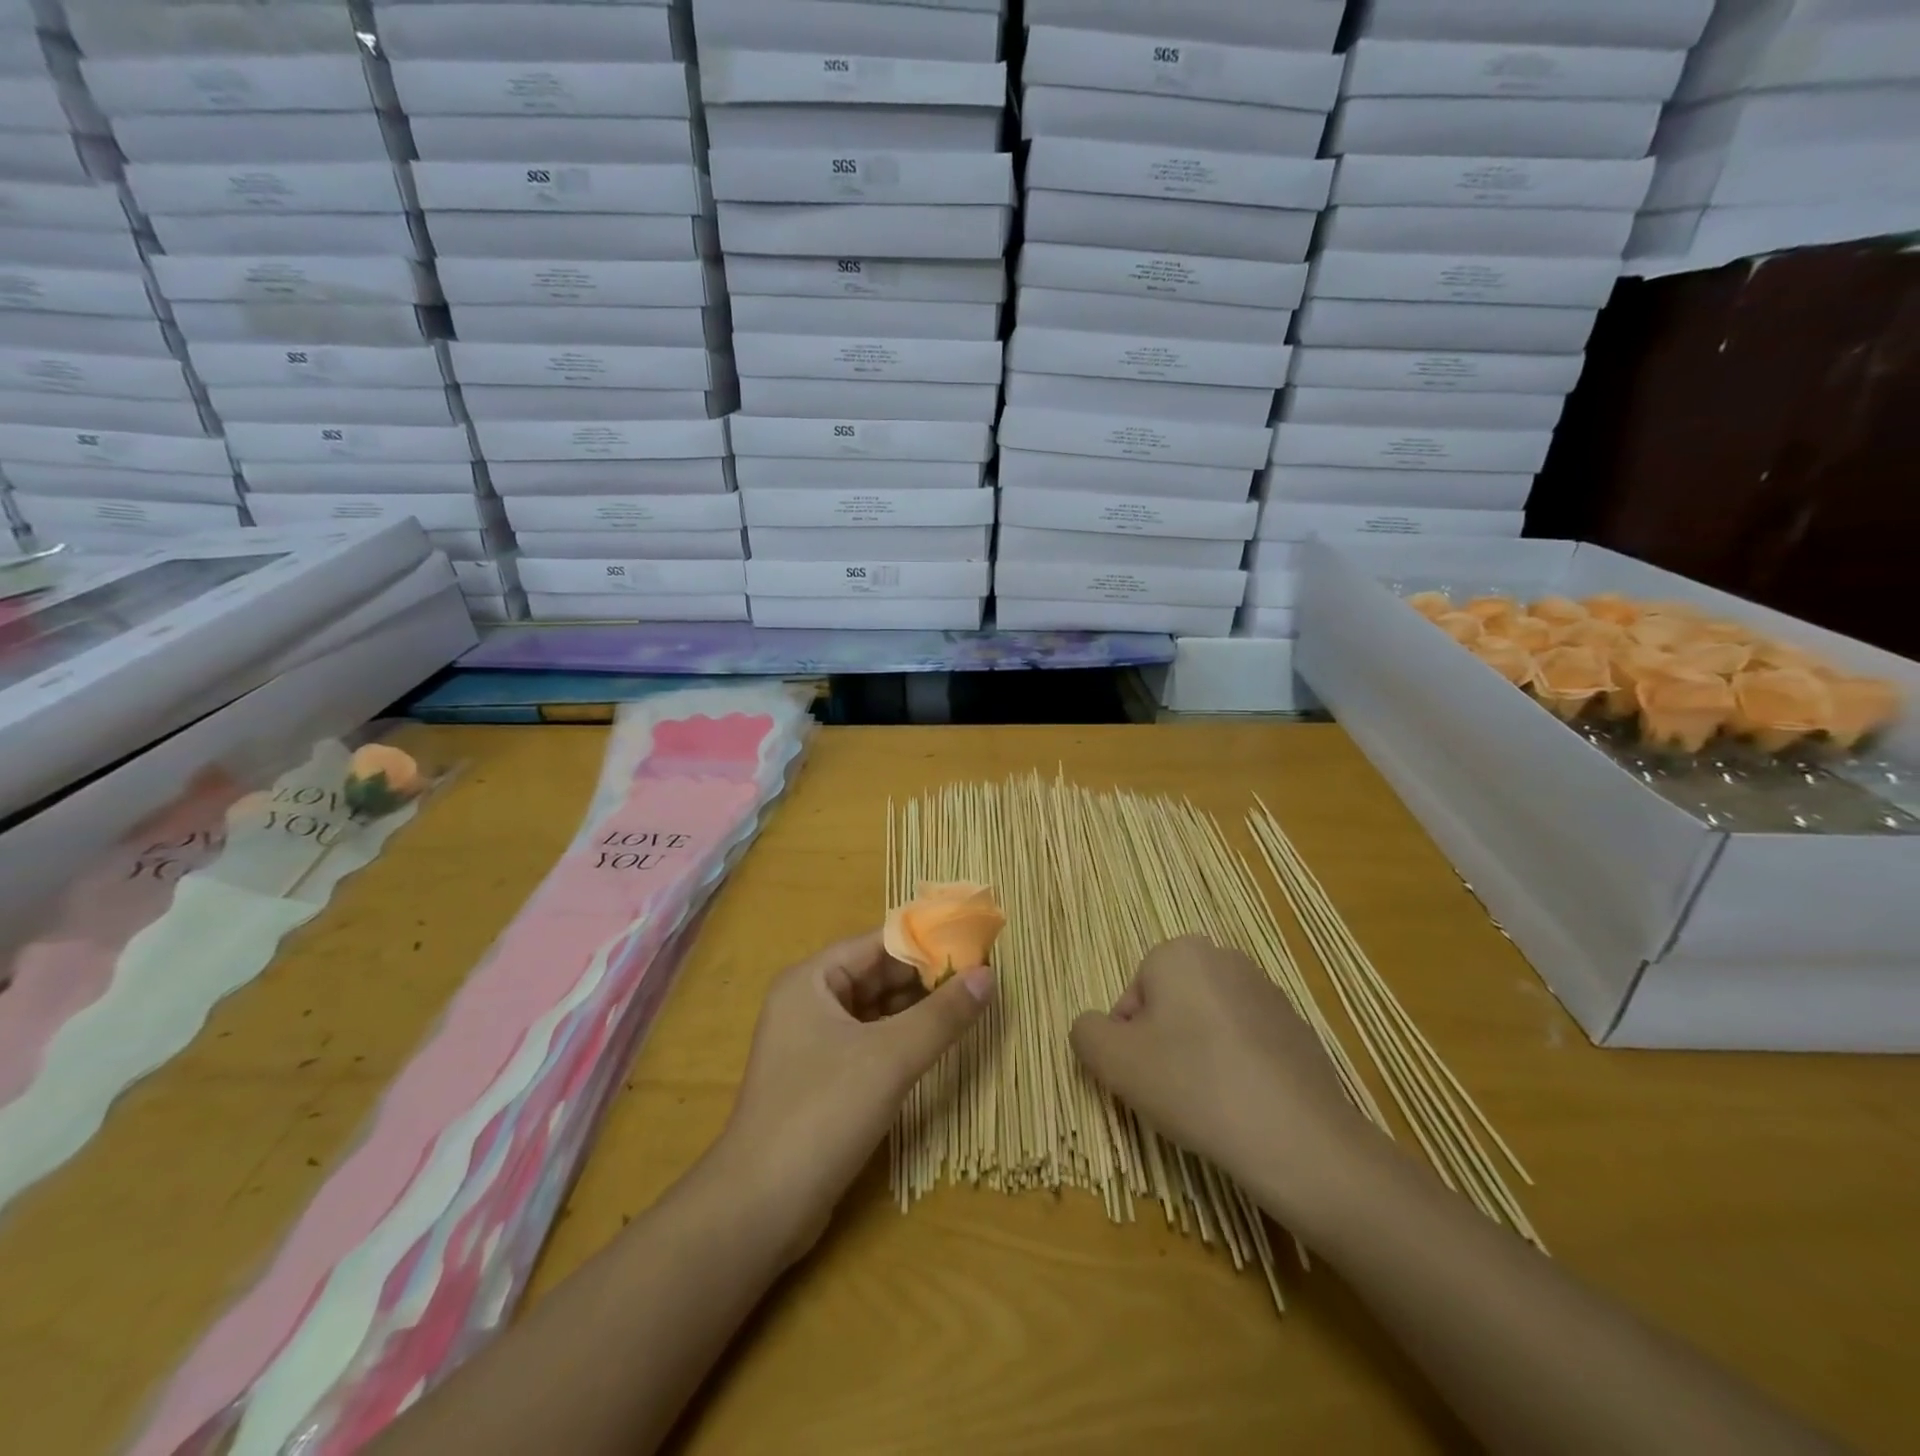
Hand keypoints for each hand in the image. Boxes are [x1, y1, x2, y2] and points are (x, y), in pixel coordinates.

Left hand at [715, 930, 993, 1261]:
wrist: (759, 1208)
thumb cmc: (822, 1113)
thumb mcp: (890, 1058)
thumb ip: (942, 1015)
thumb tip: (988, 975)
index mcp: (811, 980)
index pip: (877, 944)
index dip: (926, 944)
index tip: (974, 948)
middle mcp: (807, 1002)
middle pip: (876, 975)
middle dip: (925, 978)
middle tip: (979, 980)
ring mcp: (811, 1043)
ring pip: (874, 1011)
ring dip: (916, 1010)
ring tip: (968, 1007)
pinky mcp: (820, 1080)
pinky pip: (868, 1043)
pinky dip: (900, 1040)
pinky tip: (935, 1045)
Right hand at [1069, 935, 1379, 1227]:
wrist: (1297, 1137)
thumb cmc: (1193, 1084)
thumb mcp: (1114, 1061)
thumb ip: (1087, 1032)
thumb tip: (1094, 1028)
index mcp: (1179, 952)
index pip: (1131, 998)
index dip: (1127, 1043)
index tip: (1141, 1079)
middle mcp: (1225, 959)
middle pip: (1169, 1008)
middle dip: (1162, 1047)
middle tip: (1169, 1092)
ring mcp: (1268, 994)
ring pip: (1207, 1028)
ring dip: (1198, 1060)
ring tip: (1207, 1105)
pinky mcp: (1298, 1031)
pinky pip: (1246, 1047)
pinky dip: (1237, 1071)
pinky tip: (1242, 1109)